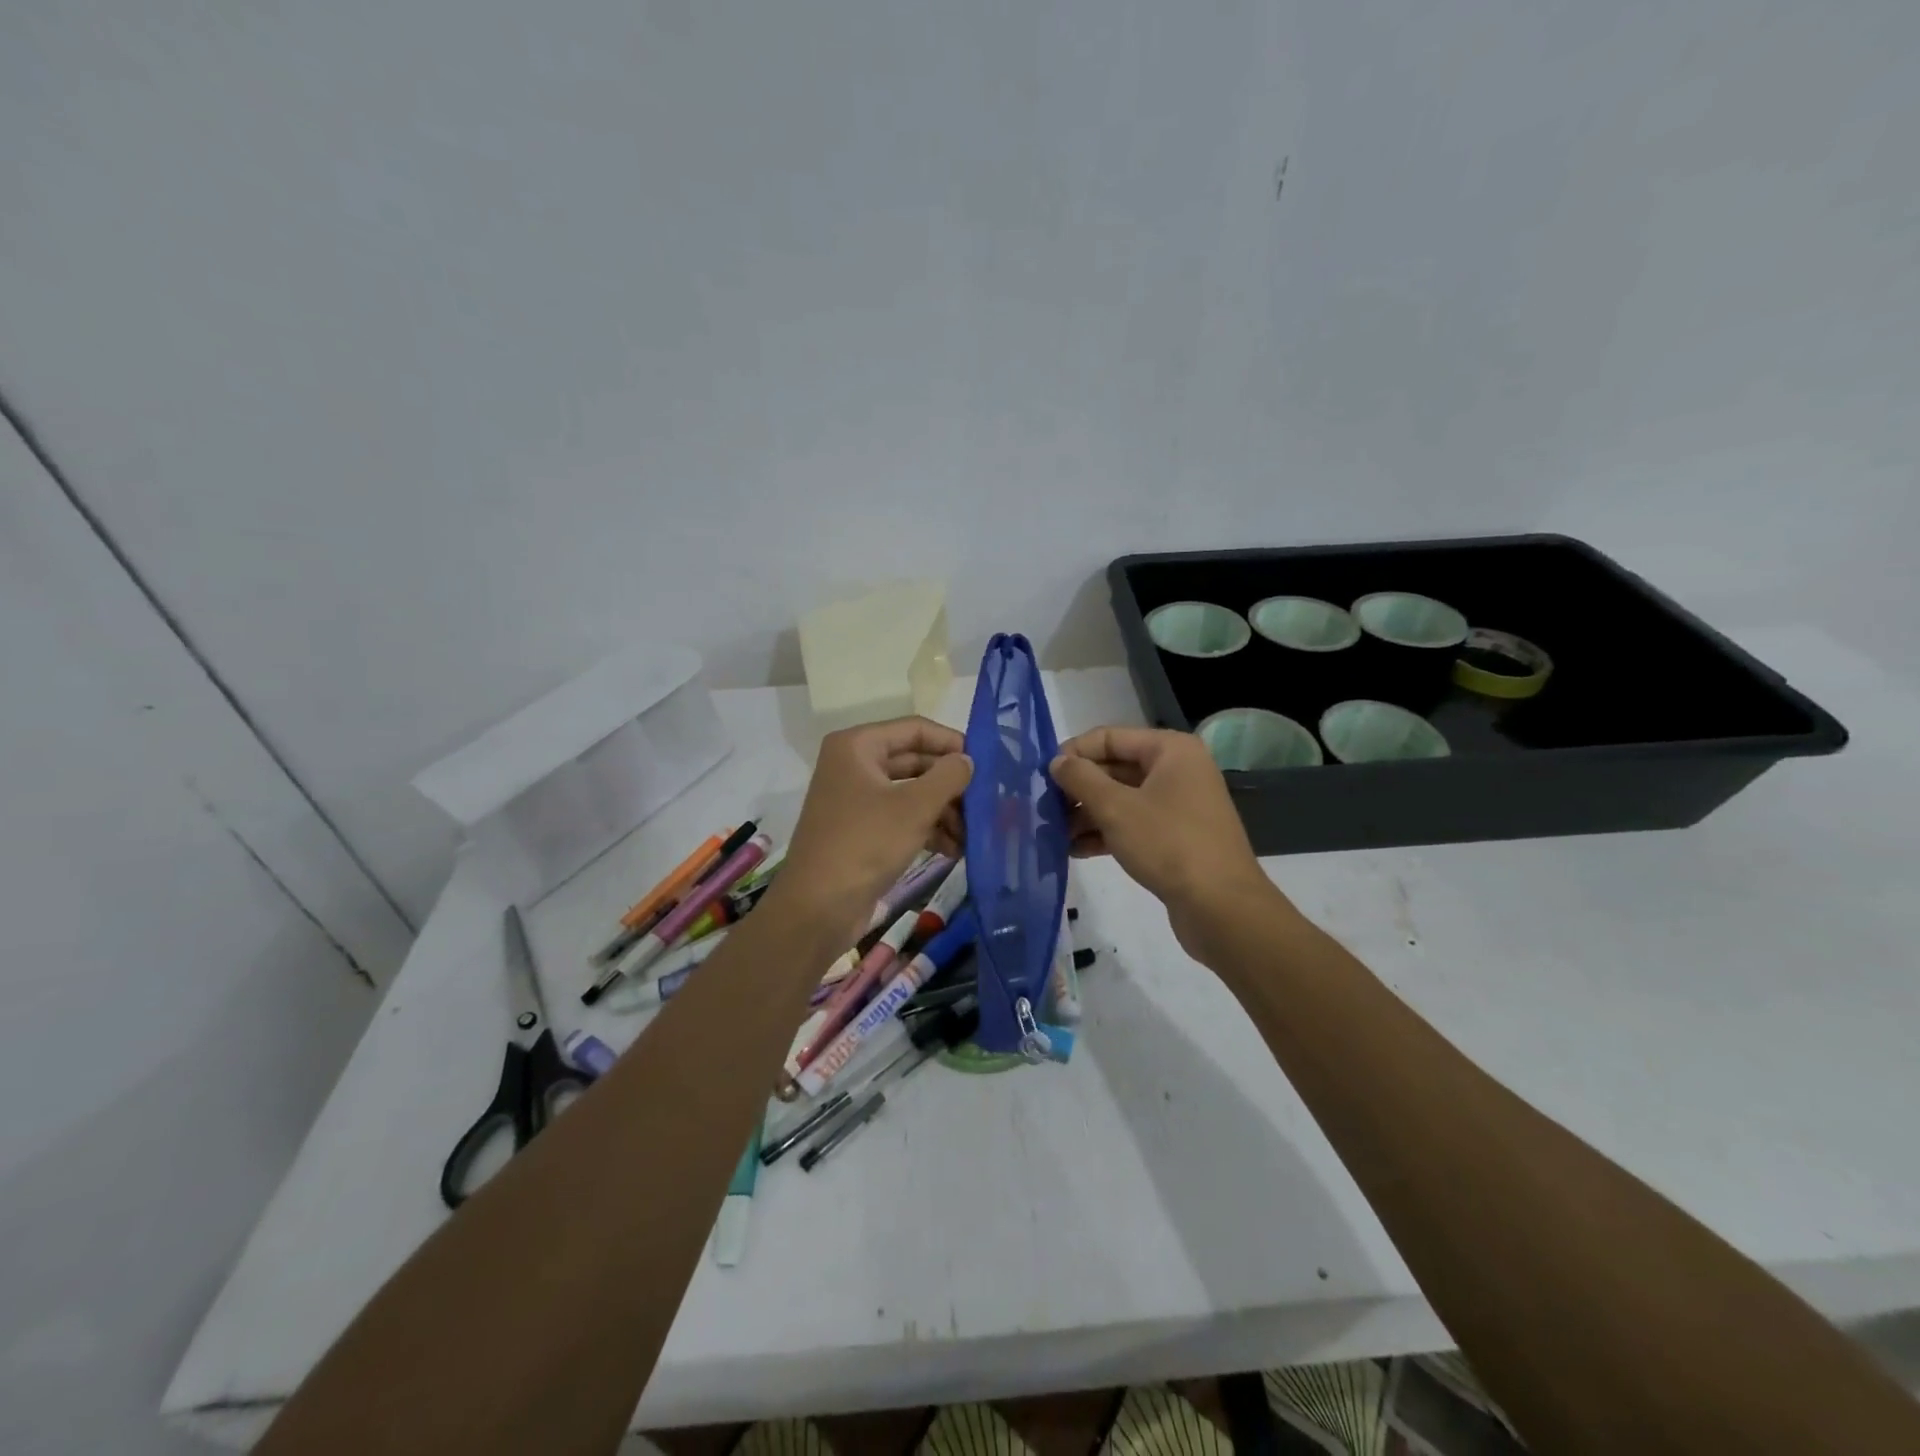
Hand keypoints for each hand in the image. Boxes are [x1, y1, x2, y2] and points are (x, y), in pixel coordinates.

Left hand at [769, 717, 971, 937]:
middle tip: (986, 801)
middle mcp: (854, 765)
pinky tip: (955, 850)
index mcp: (858, 746)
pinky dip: (928, 829)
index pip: (915, 729)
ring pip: (912, 792)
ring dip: (945, 811)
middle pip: (916, 761)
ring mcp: (856, 799)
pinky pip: (902, 817)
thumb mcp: (915, 807)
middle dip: (951, 783)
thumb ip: (948, 776)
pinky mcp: (862, 830)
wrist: (817, 908)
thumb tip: (967, 761)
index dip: (952, 742)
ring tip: (973, 834)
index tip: (986, 763)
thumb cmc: (865, 844)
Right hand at [1050, 726, 1279, 958]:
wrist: (1221, 907)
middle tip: (1043, 808)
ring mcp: (1178, 805)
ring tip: (1053, 833)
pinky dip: (1105, 834)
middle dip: (1078, 789)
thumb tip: (1057, 761)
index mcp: (1170, 750)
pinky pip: (1133, 824)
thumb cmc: (1168, 844)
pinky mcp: (1175, 837)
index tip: (1041, 776)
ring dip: (1086, 814)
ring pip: (1121, 799)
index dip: (1074, 753)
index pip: (1109, 737)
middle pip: (1114, 768)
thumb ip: (1081, 779)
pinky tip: (1074, 851)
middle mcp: (1177, 770)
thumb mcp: (1116, 808)